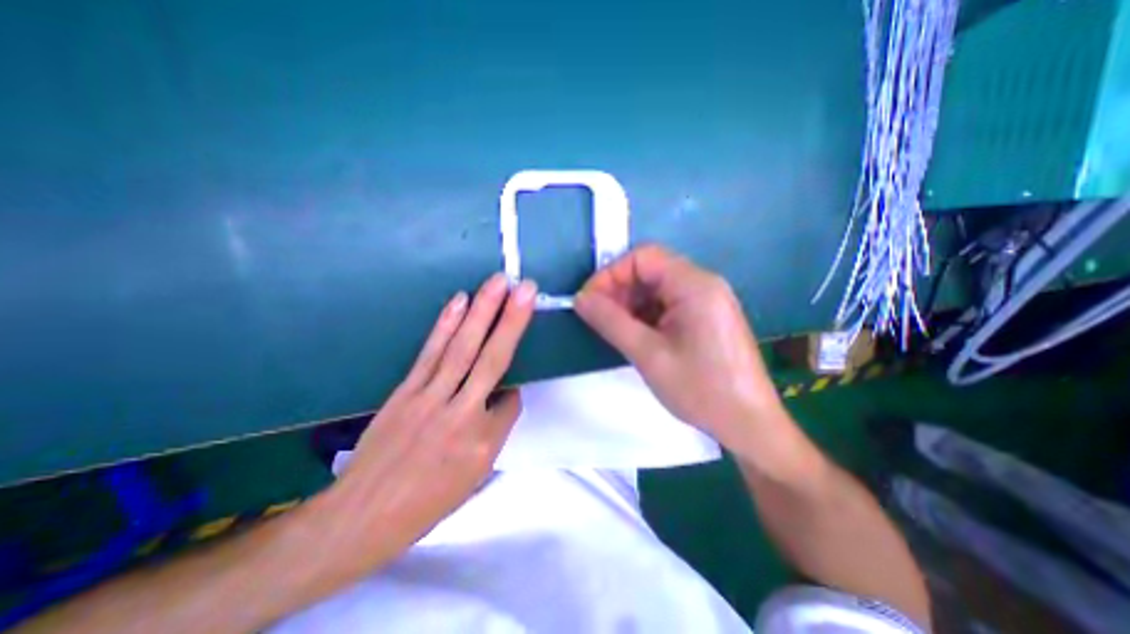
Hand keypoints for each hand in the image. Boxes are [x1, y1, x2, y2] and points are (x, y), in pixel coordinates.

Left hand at [322, 272, 536, 563]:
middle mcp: (461, 414)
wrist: (361, 516)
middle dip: (511, 320)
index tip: (508, 394)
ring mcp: (430, 397)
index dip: (514, 394)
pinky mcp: (406, 389)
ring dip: (482, 311)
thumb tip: (502, 397)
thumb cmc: (426, 502)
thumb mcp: (475, 478)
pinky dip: (446, 323)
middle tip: (526, 288)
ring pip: (462, 347)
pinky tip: (460, 301)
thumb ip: (495, 432)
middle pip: (492, 359)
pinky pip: (431, 351)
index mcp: (483, 443)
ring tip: (498, 282)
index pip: (511, 402)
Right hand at [574, 246, 788, 456]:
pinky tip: (636, 336)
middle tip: (598, 318)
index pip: (643, 257)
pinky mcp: (706, 318)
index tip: (589, 301)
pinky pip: (668, 305)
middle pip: (650, 271)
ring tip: (615, 330)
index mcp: (695, 285)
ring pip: (657, 289)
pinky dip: (646, 315)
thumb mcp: (648, 354)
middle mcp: (703, 284)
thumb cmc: (700, 389)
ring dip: (631, 304)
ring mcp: (707, 301)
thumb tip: (580, 298)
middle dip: (619, 290)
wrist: (749, 426)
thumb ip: (610, 321)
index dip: (611, 274)